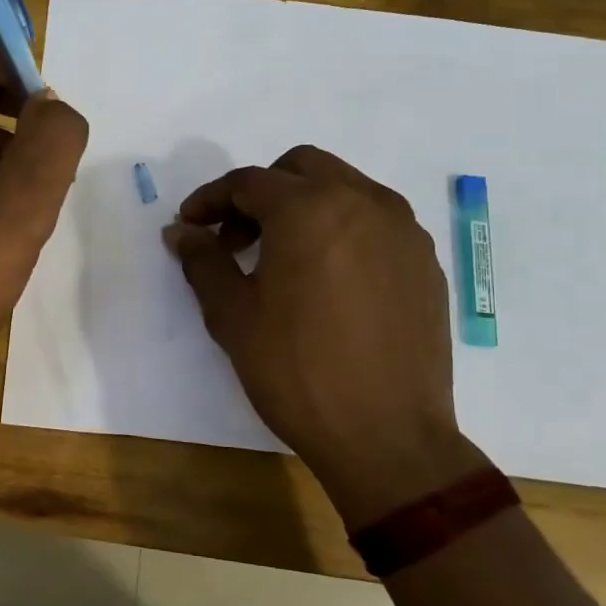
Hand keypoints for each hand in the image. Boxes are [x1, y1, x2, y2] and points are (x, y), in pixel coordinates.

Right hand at [164, 145, 488, 524]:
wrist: (388, 437)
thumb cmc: (297, 372)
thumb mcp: (232, 315)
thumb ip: (203, 261)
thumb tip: (180, 231)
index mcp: (309, 209)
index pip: (247, 183)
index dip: (210, 200)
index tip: (189, 226)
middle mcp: (362, 202)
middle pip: (300, 168)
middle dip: (259, 192)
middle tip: (236, 238)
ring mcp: (402, 229)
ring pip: (343, 188)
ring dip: (303, 205)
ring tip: (281, 258)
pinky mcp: (424, 260)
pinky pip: (374, 221)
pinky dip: (341, 229)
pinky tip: (326, 279)